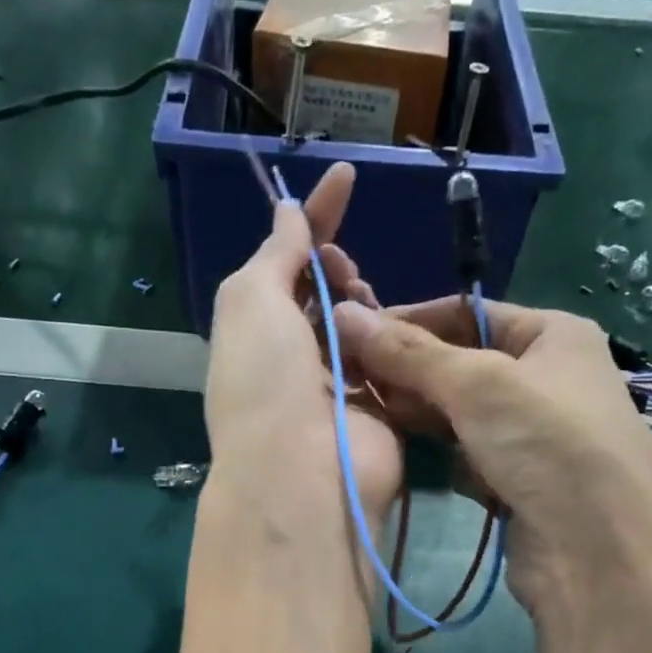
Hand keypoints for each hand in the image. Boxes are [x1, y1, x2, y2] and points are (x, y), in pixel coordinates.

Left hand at [205, 163, 402, 524]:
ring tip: (365, 307)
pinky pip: (392, 361)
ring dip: (365, 303)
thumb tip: (288, 214)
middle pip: (323, 294)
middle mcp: (291, 361)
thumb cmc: (267, 382)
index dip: (312, 220)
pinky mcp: (380, 412)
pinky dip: (396, 342)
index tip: (346, 177)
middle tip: (344, 271)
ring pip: (361, 324)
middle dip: (336, 267)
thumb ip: (275, 252)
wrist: (304, 475)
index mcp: (253, 335)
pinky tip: (399, 336)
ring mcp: (336, 388)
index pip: (283, 264)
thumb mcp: (252, 301)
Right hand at [331, 296, 651, 649]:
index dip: (407, 321)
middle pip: (459, 364)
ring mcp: (531, 434)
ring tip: (362, 411)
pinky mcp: (516, 481)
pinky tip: (397, 448)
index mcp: (552, 334)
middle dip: (406, 371)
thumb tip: (343, 313)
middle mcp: (545, 378)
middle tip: (348, 379)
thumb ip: (409, 352)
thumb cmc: (546, 443)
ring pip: (458, 413)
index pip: (466, 314)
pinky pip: (464, 453)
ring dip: (415, 412)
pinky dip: (434, 451)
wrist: (598, 553)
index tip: (350, 334)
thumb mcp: (477, 384)